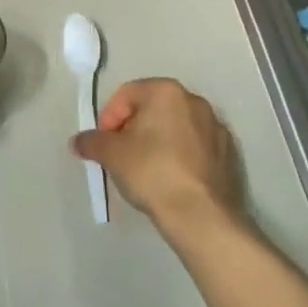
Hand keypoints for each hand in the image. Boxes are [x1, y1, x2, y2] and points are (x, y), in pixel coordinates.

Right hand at [73, 78, 245, 242]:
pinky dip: (180, 156)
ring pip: (175, 127)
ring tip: (145, 168)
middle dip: (133, 128)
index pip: (127, 94)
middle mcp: (195, 101)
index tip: (103, 143)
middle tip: (120, 154)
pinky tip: (171, 179)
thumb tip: (78, 141)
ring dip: (157, 141)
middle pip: (152, 108)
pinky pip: (195, 147)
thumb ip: (91, 141)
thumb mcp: (111, 154)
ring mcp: (216, 128)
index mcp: (166, 92)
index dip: (109, 117)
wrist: (201, 214)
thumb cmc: (151, 171)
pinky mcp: (229, 154)